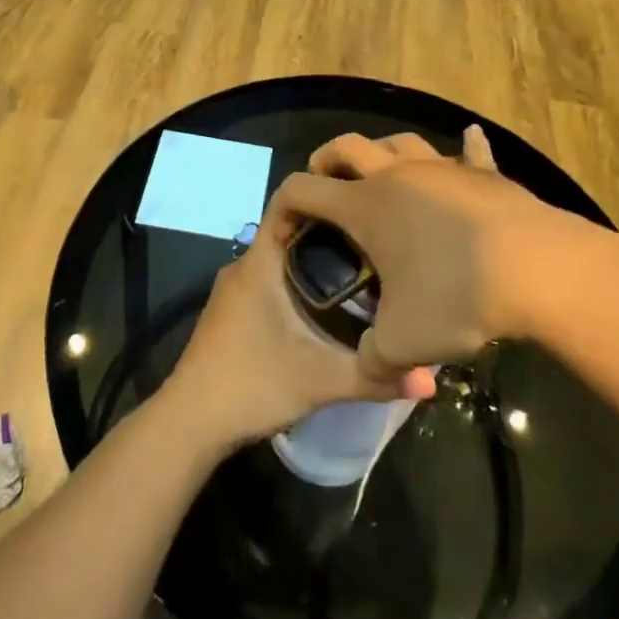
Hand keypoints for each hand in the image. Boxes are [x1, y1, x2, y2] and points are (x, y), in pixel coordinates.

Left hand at [164, 184, 433, 450]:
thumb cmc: (251, 385)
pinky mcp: (232, 313)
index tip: (361, 201)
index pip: (288, 202)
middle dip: (331, 231)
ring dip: (315, 260)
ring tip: (362, 270)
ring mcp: (234, 290)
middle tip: (377, 242)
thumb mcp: (319, 381)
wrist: (189, 423)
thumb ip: (373, 377)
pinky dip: (298, 282)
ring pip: (280, 258)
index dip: (323, 194)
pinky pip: (270, 280)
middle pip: (291, 230)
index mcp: (259, 263)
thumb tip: (430, 380)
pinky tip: (327, 306)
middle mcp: (244, 267)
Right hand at [273, 127, 613, 381]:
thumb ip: (373, 360)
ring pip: (401, 140)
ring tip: (381, 170)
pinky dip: (467, 146)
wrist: (538, 270)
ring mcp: (442, 169)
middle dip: (326, 159)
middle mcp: (397, 176)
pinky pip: (471, 151)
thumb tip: (369, 368)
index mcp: (365, 207)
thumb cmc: (457, 298)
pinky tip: (470, 138)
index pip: (303, 189)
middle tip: (325, 181)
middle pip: (347, 146)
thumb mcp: (403, 342)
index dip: (282, 204)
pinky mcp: (484, 175)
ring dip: (382, 150)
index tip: (282, 228)